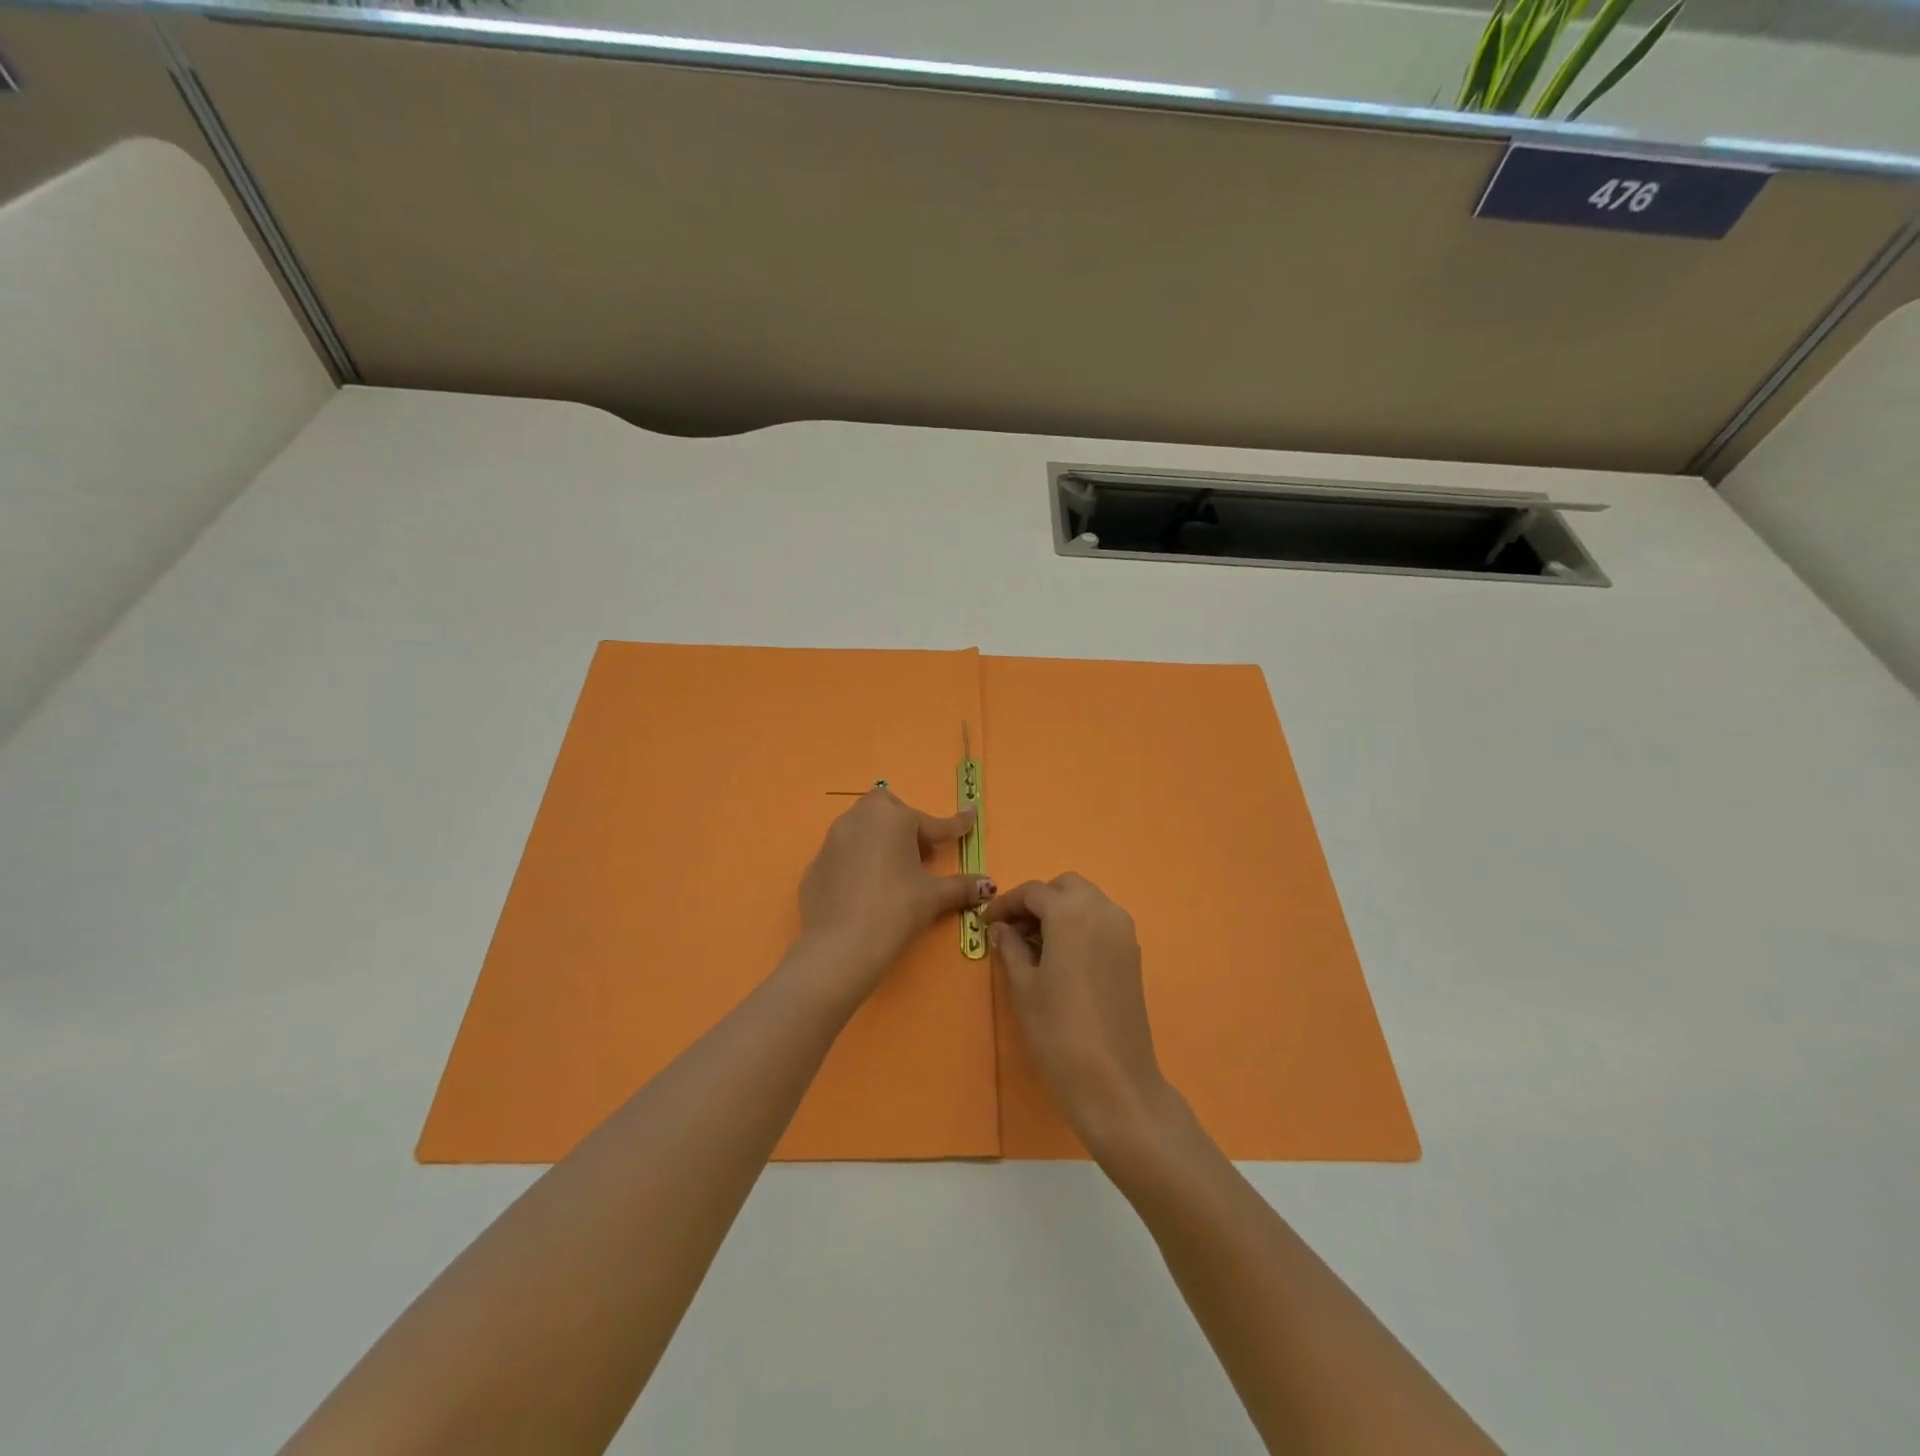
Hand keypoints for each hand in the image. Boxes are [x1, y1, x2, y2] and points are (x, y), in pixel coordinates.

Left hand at [793, 787, 993, 1007]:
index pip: (932, 823)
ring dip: (882, 842)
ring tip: (895, 872)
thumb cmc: (895, 908)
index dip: (955, 825)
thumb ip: (962, 886)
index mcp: (892, 817)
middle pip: (890, 813)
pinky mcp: (815, 865)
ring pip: (863, 830)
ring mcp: (832, 840)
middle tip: (922, 855)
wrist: (840, 945)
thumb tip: (989, 885)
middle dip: (908, 826)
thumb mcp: (933, 896)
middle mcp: (859, 818)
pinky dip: (859, 864)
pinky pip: (845, 855)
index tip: (971, 815)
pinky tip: (867, 890)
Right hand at [985, 874, 1176, 1157]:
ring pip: (1087, 901)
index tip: (986, 923)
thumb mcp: (1024, 987)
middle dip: (1038, 901)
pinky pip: (1101, 922)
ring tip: (1035, 944)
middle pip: (1065, 887)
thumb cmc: (1059, 1031)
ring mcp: (1123, 931)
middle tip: (1013, 930)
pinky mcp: (1133, 953)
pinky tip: (1061, 957)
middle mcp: (1102, 910)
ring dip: (1060, 911)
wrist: (1114, 1080)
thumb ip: (1010, 948)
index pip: (1033, 892)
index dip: (1005, 904)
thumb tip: (1001, 928)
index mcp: (1072, 912)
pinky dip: (1080, 925)